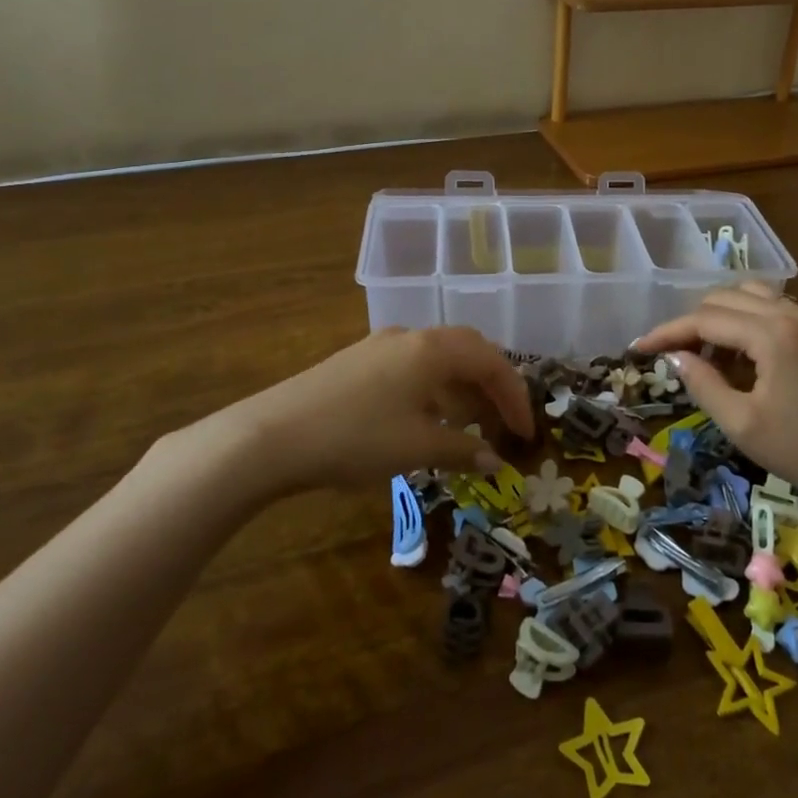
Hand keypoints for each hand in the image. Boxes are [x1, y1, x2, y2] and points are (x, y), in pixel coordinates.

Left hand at [163, 327, 534, 499]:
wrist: (271, 435)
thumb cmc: (356, 438)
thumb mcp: (417, 448)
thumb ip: (462, 449)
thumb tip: (493, 460)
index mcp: (433, 349)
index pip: (491, 361)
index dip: (515, 396)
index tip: (526, 434)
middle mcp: (410, 337)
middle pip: (468, 350)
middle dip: (492, 384)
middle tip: (504, 421)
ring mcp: (380, 346)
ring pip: (437, 358)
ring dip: (461, 388)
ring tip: (469, 424)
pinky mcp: (357, 362)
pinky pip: (412, 367)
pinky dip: (433, 389)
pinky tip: (425, 419)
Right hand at [633, 284, 797, 517]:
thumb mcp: (742, 424)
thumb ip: (703, 383)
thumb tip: (674, 357)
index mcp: (773, 334)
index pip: (706, 318)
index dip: (668, 331)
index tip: (639, 347)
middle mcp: (793, 314)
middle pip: (727, 298)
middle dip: (693, 321)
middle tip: (673, 354)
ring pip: (752, 296)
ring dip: (722, 316)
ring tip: (707, 351)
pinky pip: (775, 310)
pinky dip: (749, 321)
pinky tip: (742, 355)